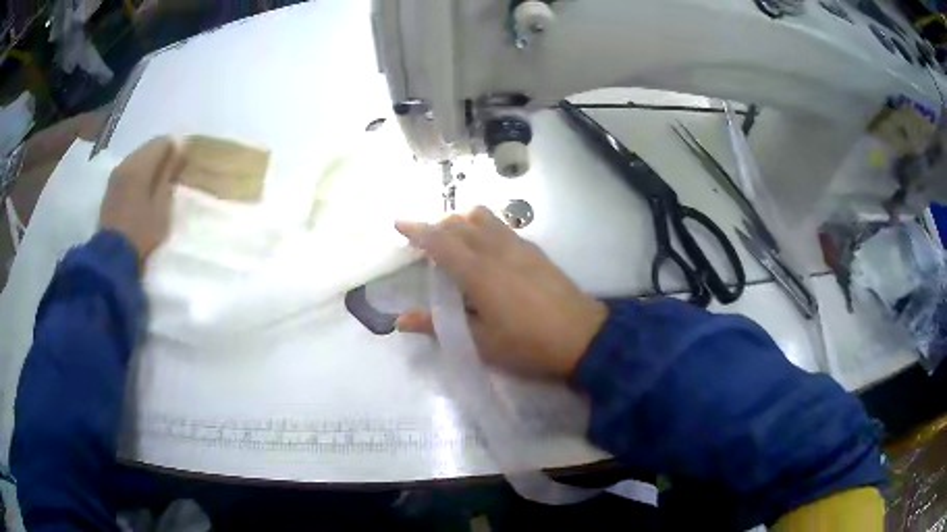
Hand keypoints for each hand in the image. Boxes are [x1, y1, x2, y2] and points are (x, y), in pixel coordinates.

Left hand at [99, 137, 183, 267]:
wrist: (112, 256)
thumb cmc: (141, 232)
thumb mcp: (162, 207)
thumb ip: (169, 176)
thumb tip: (178, 152)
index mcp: (141, 165)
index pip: (163, 142)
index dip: (175, 150)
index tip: (182, 165)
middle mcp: (127, 163)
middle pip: (148, 148)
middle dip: (161, 156)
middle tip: (171, 174)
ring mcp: (116, 175)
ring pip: (137, 158)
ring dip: (148, 166)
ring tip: (157, 184)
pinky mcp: (110, 188)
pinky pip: (128, 170)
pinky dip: (138, 174)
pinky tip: (142, 190)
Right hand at [395, 207, 607, 378]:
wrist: (582, 337)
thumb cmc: (527, 344)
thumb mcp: (480, 342)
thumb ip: (438, 326)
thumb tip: (400, 321)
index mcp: (478, 272)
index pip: (440, 241)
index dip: (416, 230)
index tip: (398, 223)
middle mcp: (496, 250)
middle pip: (459, 222)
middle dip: (436, 225)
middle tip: (424, 242)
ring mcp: (518, 246)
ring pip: (483, 217)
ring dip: (461, 220)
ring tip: (453, 240)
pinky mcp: (535, 250)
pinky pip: (502, 226)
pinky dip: (483, 226)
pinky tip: (485, 248)